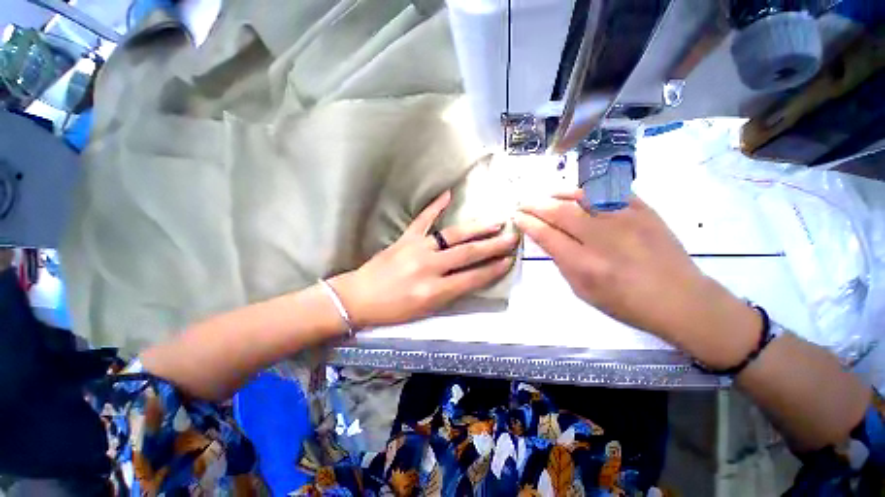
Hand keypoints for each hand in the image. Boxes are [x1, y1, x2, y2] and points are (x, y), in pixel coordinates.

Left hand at [331, 191, 517, 327]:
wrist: (359, 298)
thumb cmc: (393, 310)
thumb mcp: (425, 310)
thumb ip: (450, 293)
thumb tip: (472, 277)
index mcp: (434, 290)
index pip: (472, 278)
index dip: (493, 269)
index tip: (509, 260)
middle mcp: (429, 267)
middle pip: (467, 254)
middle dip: (493, 245)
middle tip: (512, 237)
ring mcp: (417, 248)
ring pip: (453, 235)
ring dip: (476, 228)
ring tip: (495, 222)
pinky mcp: (405, 238)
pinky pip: (423, 220)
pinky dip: (436, 206)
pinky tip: (448, 194)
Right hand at [513, 191, 760, 367]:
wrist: (680, 299)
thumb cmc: (626, 303)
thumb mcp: (584, 291)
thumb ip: (563, 262)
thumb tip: (548, 239)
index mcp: (585, 264)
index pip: (547, 235)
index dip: (528, 223)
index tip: (517, 216)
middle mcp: (603, 238)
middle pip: (560, 212)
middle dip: (536, 205)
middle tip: (523, 202)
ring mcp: (626, 220)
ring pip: (584, 196)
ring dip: (559, 194)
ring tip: (548, 194)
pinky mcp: (644, 210)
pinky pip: (612, 191)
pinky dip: (590, 190)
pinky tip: (580, 193)